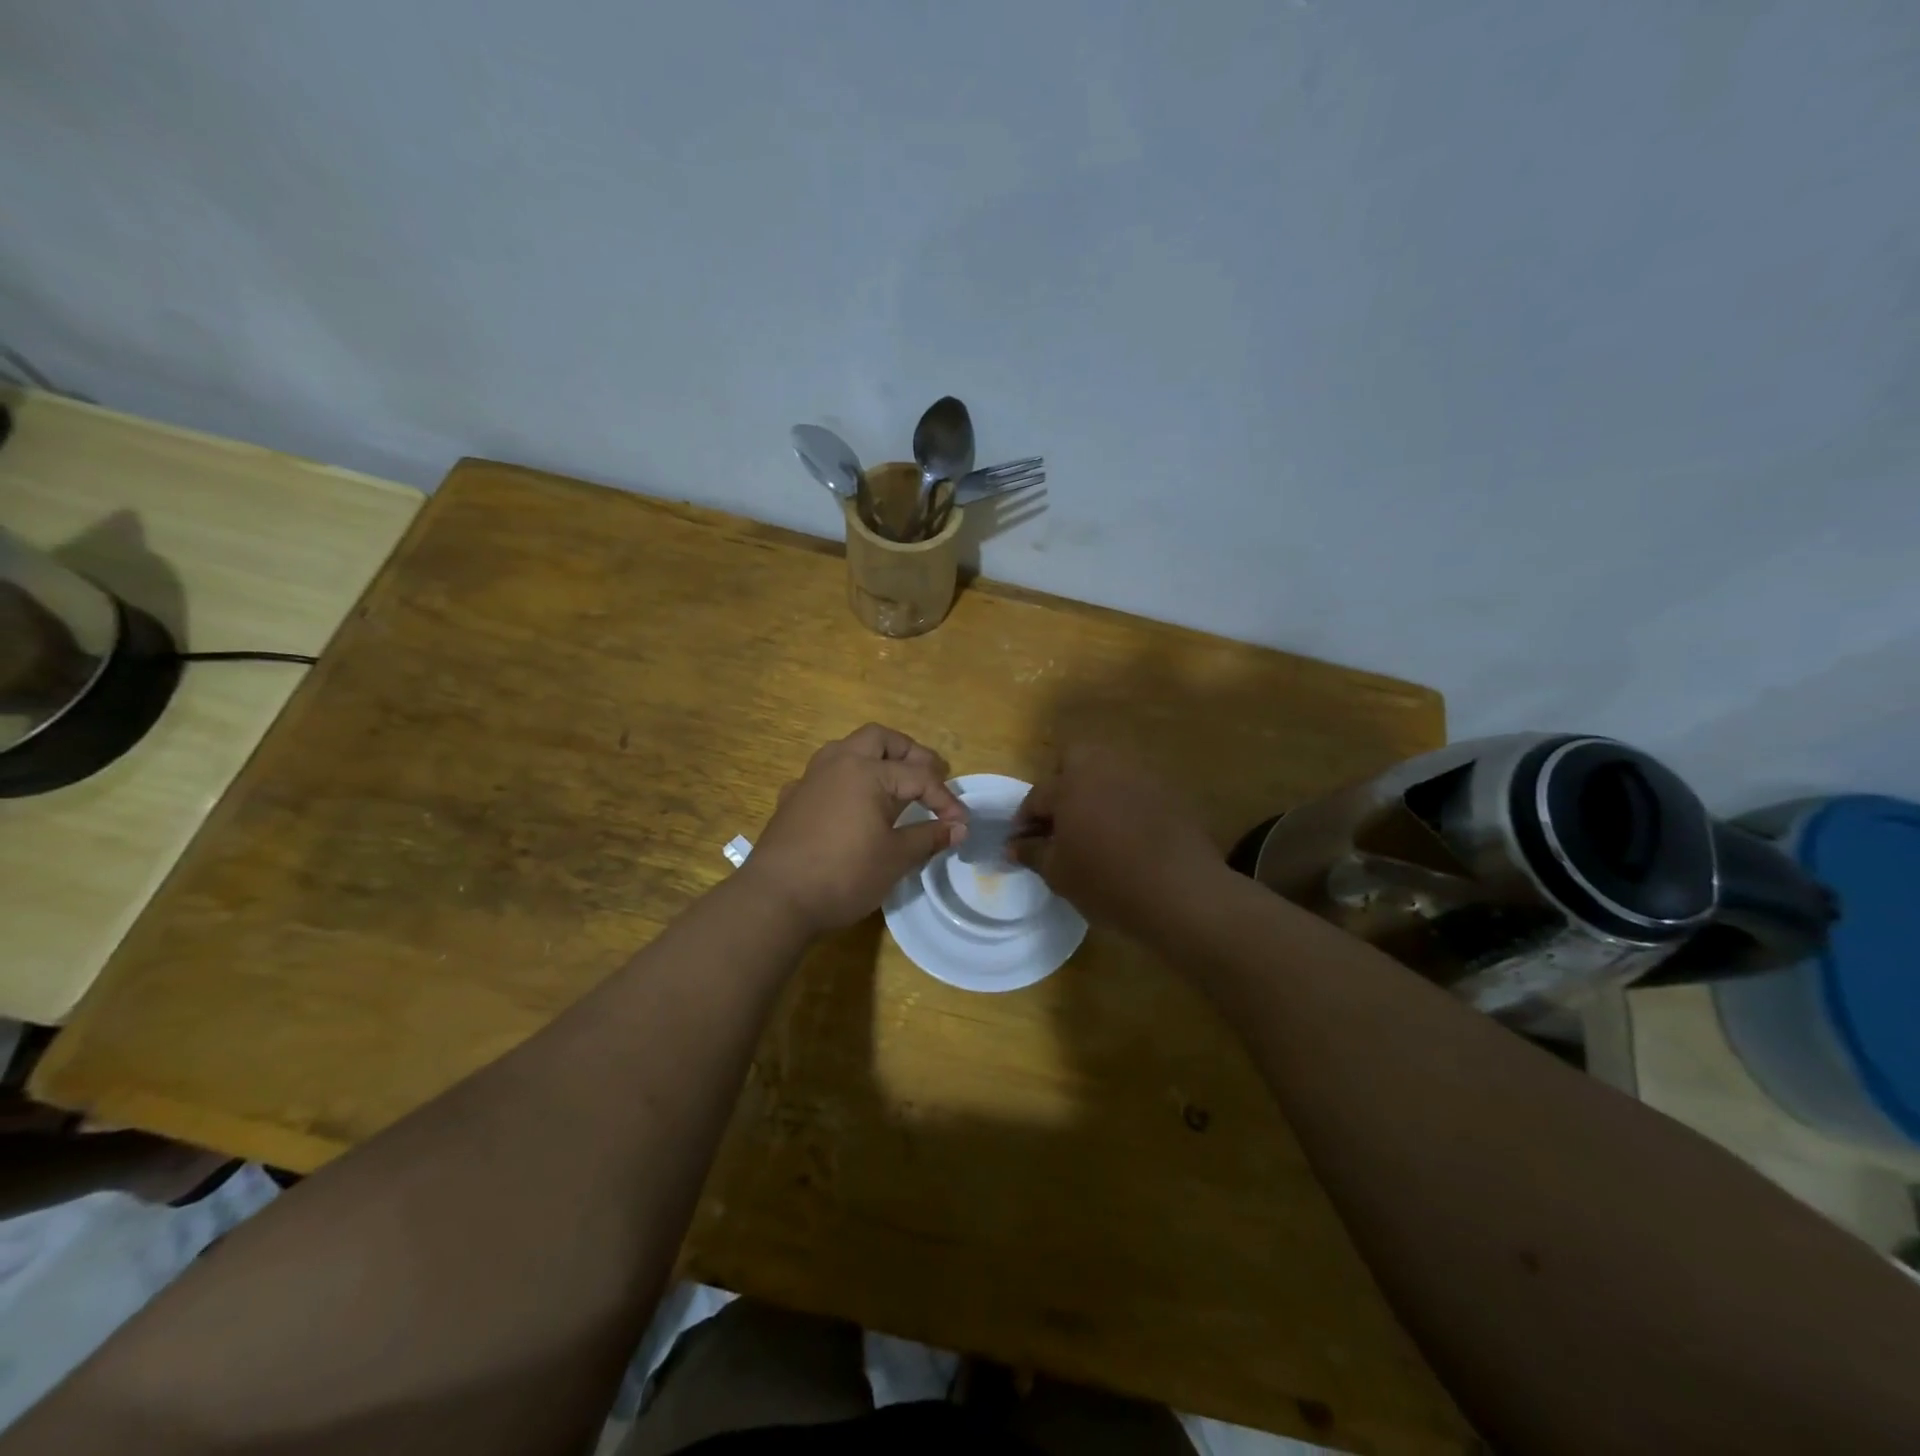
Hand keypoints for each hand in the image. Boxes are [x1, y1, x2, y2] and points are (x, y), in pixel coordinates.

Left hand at [743, 724, 968, 934]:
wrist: (776, 898)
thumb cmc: (844, 875)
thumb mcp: (895, 858)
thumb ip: (929, 837)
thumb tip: (958, 828)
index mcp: (867, 772)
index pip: (919, 777)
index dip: (945, 799)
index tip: (961, 823)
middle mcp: (838, 763)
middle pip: (879, 738)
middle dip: (909, 752)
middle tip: (930, 774)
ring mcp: (809, 778)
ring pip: (846, 749)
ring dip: (874, 758)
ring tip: (893, 783)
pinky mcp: (791, 799)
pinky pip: (824, 775)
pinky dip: (845, 780)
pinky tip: (850, 805)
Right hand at [1011, 745, 1221, 937]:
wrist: (1181, 893)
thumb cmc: (1107, 882)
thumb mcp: (1059, 873)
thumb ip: (1032, 853)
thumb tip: (1014, 846)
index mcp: (1071, 783)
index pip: (1038, 795)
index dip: (1025, 820)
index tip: (1021, 843)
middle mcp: (1105, 768)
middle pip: (1076, 759)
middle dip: (1062, 783)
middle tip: (1060, 821)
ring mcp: (1142, 777)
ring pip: (1109, 771)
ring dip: (1095, 791)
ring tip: (1093, 828)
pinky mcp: (1170, 794)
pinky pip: (1136, 790)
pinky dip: (1124, 805)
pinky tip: (1127, 836)